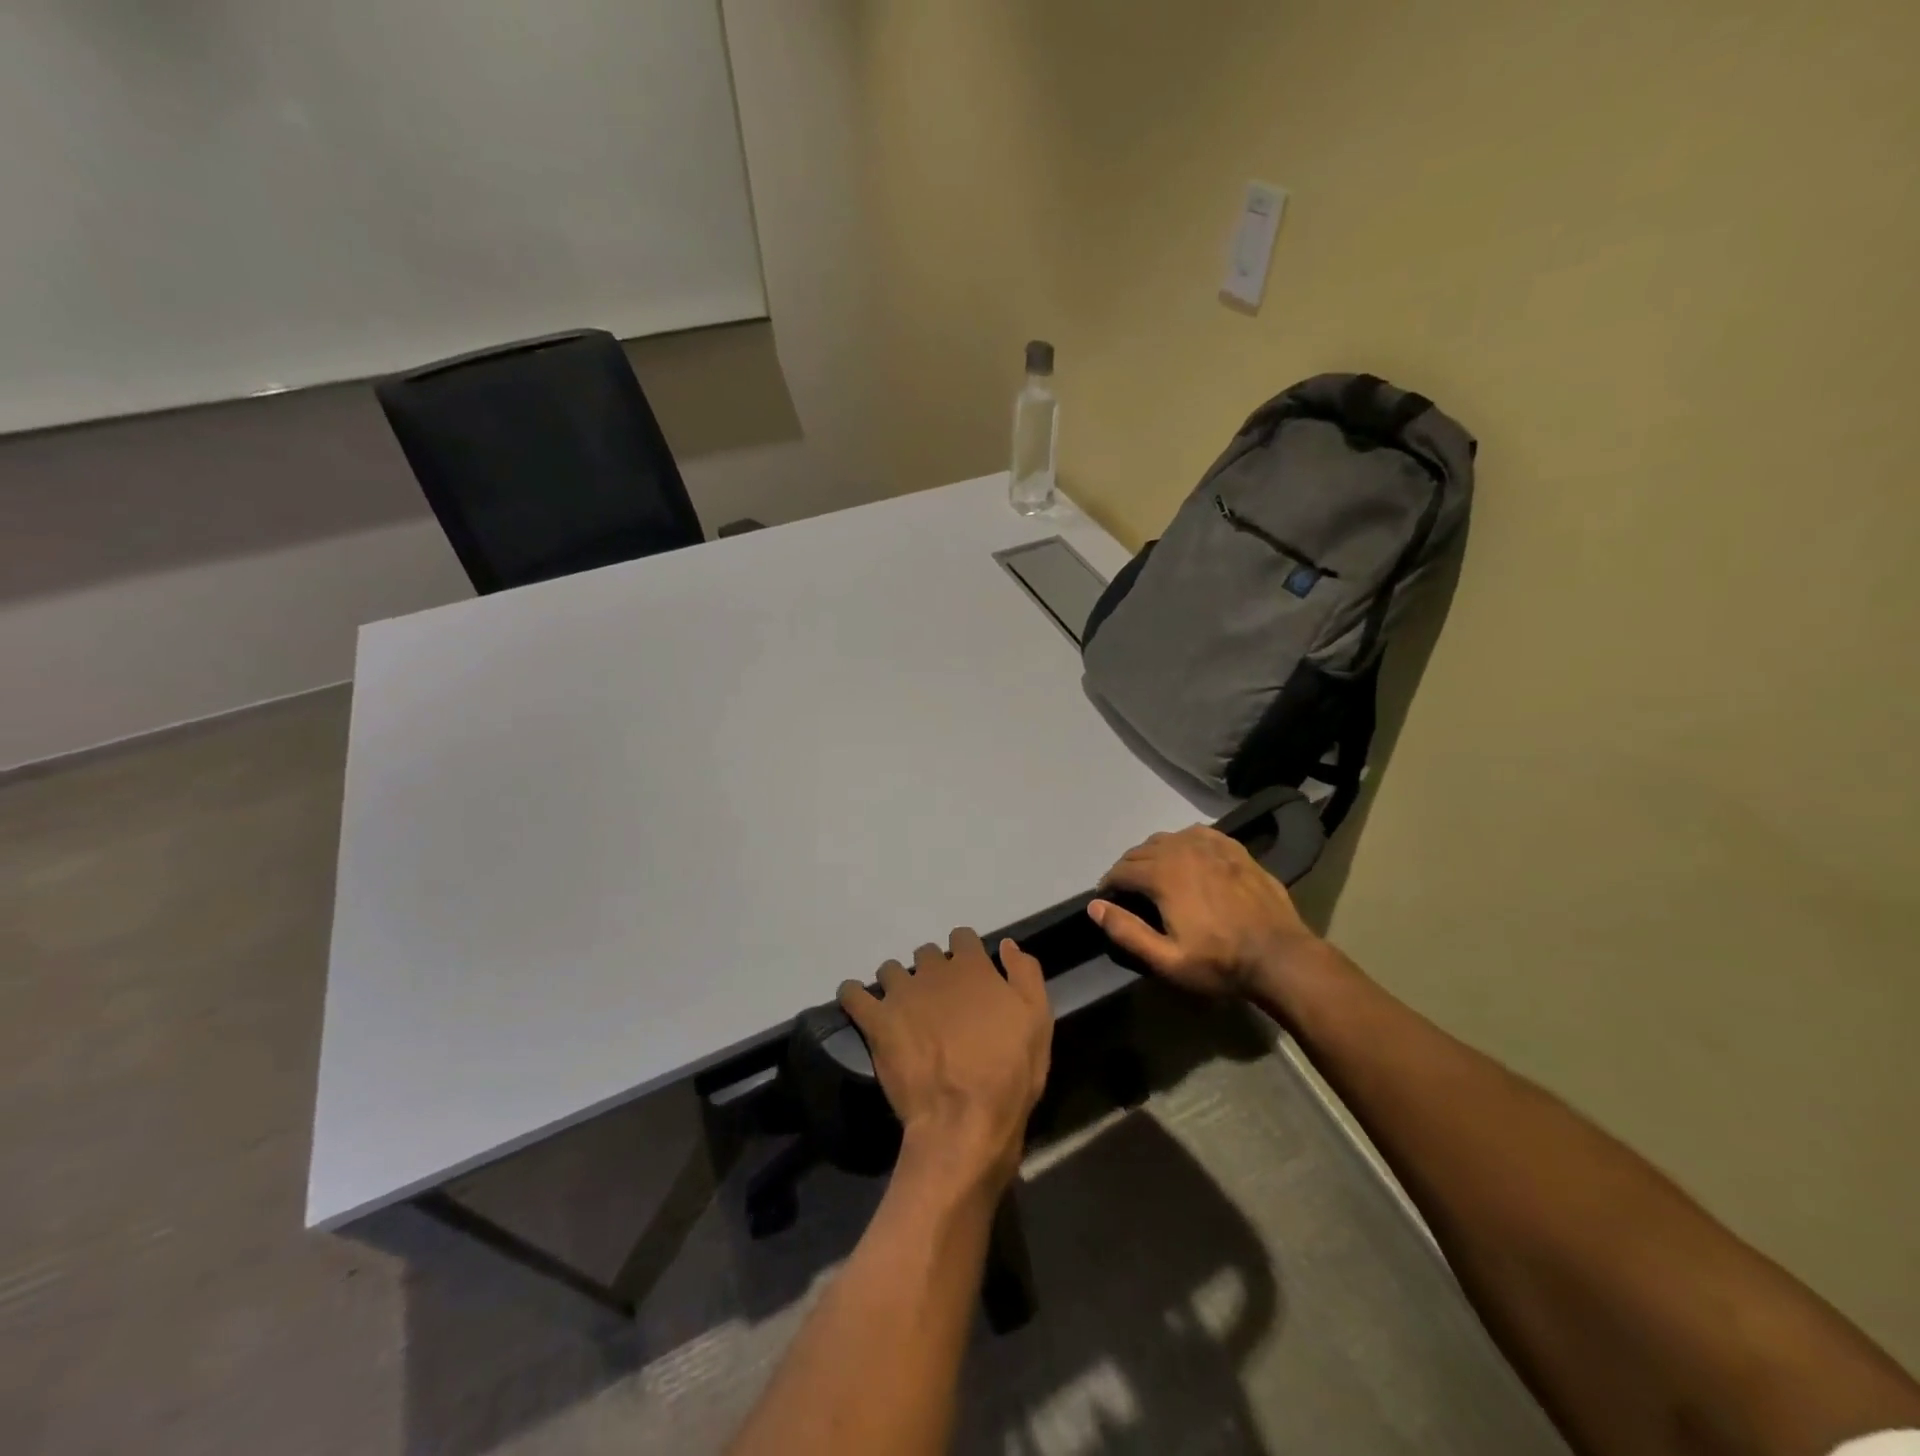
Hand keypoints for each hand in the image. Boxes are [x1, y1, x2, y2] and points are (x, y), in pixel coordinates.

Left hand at [838, 929, 1052, 1192]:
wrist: (965, 1119)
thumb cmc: (1010, 1072)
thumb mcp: (1038, 1020)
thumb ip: (1025, 974)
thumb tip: (1007, 944)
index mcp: (973, 967)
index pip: (962, 937)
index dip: (964, 951)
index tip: (966, 972)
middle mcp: (934, 971)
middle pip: (926, 953)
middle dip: (930, 970)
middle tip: (937, 999)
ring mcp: (902, 994)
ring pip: (890, 970)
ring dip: (895, 982)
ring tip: (901, 1008)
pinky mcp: (877, 1022)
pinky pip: (853, 994)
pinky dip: (853, 994)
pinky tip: (856, 1001)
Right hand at [1089, 826, 1319, 998]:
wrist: (1280, 956)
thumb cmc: (1219, 962)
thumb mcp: (1167, 959)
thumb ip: (1126, 931)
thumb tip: (1095, 907)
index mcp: (1162, 874)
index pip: (1121, 870)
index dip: (1108, 884)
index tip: (1107, 898)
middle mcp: (1182, 850)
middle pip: (1141, 850)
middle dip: (1128, 868)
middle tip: (1128, 890)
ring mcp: (1211, 845)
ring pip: (1168, 838)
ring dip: (1153, 854)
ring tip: (1154, 873)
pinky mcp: (1234, 849)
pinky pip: (1197, 834)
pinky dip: (1183, 842)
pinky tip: (1187, 856)